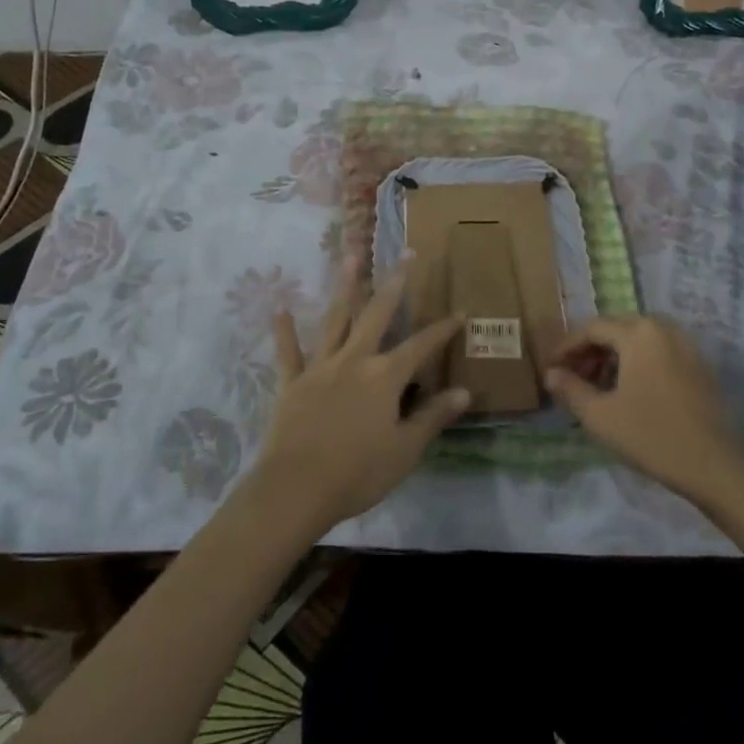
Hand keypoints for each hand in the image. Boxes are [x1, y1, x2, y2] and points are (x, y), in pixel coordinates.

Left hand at [249, 257, 470, 537]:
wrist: (295, 489)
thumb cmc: (357, 473)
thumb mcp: (404, 450)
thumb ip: (432, 417)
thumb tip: (464, 392)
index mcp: (384, 376)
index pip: (421, 346)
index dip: (442, 330)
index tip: (460, 312)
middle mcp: (354, 360)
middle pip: (378, 315)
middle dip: (395, 283)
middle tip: (406, 254)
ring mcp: (321, 367)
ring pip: (335, 319)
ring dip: (344, 287)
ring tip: (351, 256)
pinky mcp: (292, 382)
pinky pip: (289, 353)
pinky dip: (285, 332)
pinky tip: (279, 309)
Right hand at [545, 316, 743, 503]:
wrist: (716, 467)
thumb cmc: (652, 436)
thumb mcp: (601, 416)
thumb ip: (571, 389)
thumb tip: (550, 374)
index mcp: (638, 332)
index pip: (592, 328)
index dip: (566, 347)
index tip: (551, 369)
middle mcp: (662, 328)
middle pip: (615, 330)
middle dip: (589, 352)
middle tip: (571, 379)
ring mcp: (684, 345)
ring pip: (636, 342)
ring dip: (612, 359)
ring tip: (596, 389)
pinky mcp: (698, 365)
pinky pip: (657, 354)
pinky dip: (636, 365)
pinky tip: (627, 393)